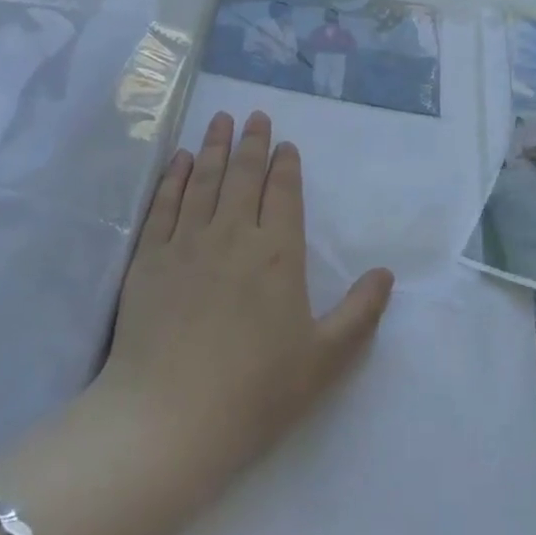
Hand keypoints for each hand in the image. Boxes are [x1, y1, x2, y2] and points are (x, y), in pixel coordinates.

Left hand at [96, 110, 394, 486]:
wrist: (169, 419)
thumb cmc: (255, 392)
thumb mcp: (326, 359)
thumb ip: (361, 312)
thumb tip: (386, 273)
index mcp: (277, 254)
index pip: (283, 194)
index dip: (286, 165)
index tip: (286, 143)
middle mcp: (232, 236)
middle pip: (243, 176)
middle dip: (252, 143)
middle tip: (254, 114)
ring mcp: (186, 244)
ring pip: (203, 181)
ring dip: (213, 147)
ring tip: (219, 120)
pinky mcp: (149, 260)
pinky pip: (164, 205)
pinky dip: (173, 178)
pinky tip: (179, 161)